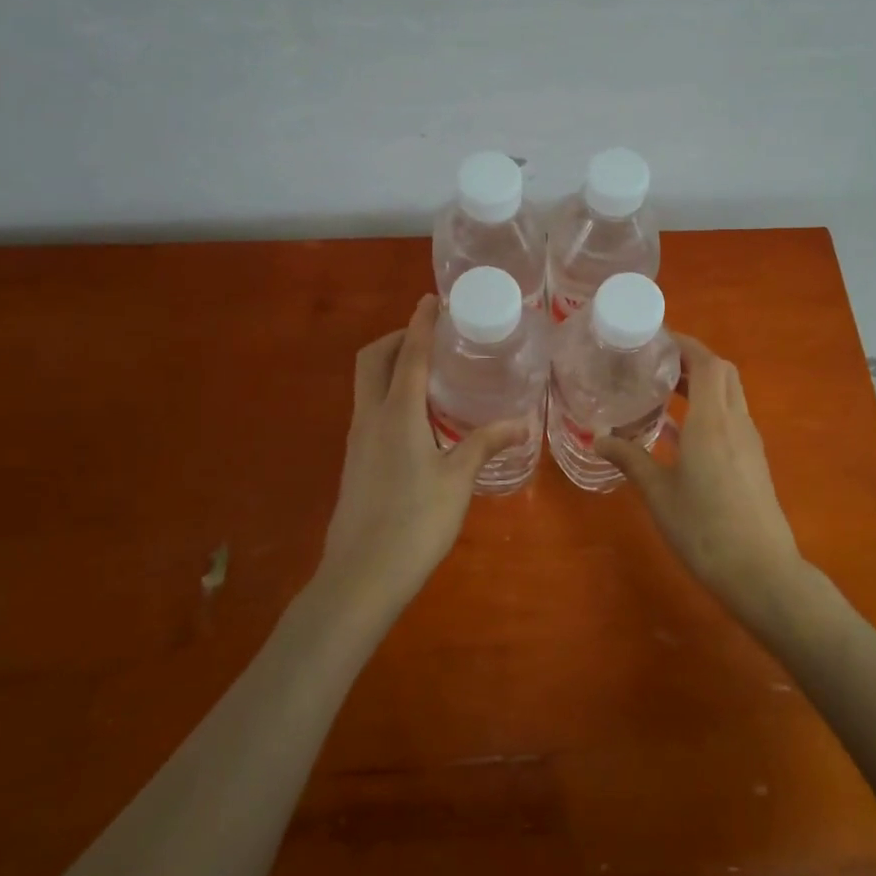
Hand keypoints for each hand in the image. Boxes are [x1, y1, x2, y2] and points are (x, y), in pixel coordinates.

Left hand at [319, 296, 526, 609]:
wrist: (361, 576)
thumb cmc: (415, 523)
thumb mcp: (457, 480)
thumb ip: (484, 444)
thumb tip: (520, 422)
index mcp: (397, 414)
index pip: (411, 355)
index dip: (422, 323)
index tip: (433, 299)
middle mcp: (370, 417)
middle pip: (373, 359)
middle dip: (398, 338)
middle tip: (431, 337)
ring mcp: (357, 439)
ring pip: (367, 383)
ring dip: (392, 365)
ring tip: (430, 371)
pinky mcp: (355, 459)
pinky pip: (369, 408)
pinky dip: (389, 393)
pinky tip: (418, 417)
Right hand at [595, 334, 806, 614]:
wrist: (760, 572)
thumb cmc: (704, 528)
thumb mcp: (658, 493)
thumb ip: (629, 459)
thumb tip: (598, 439)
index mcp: (711, 421)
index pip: (706, 362)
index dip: (684, 344)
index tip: (656, 340)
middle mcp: (735, 422)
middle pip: (722, 372)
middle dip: (693, 359)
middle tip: (656, 364)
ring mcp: (749, 442)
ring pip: (730, 395)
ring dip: (702, 384)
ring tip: (663, 391)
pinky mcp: (753, 461)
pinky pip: (731, 418)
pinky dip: (708, 409)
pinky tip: (679, 432)